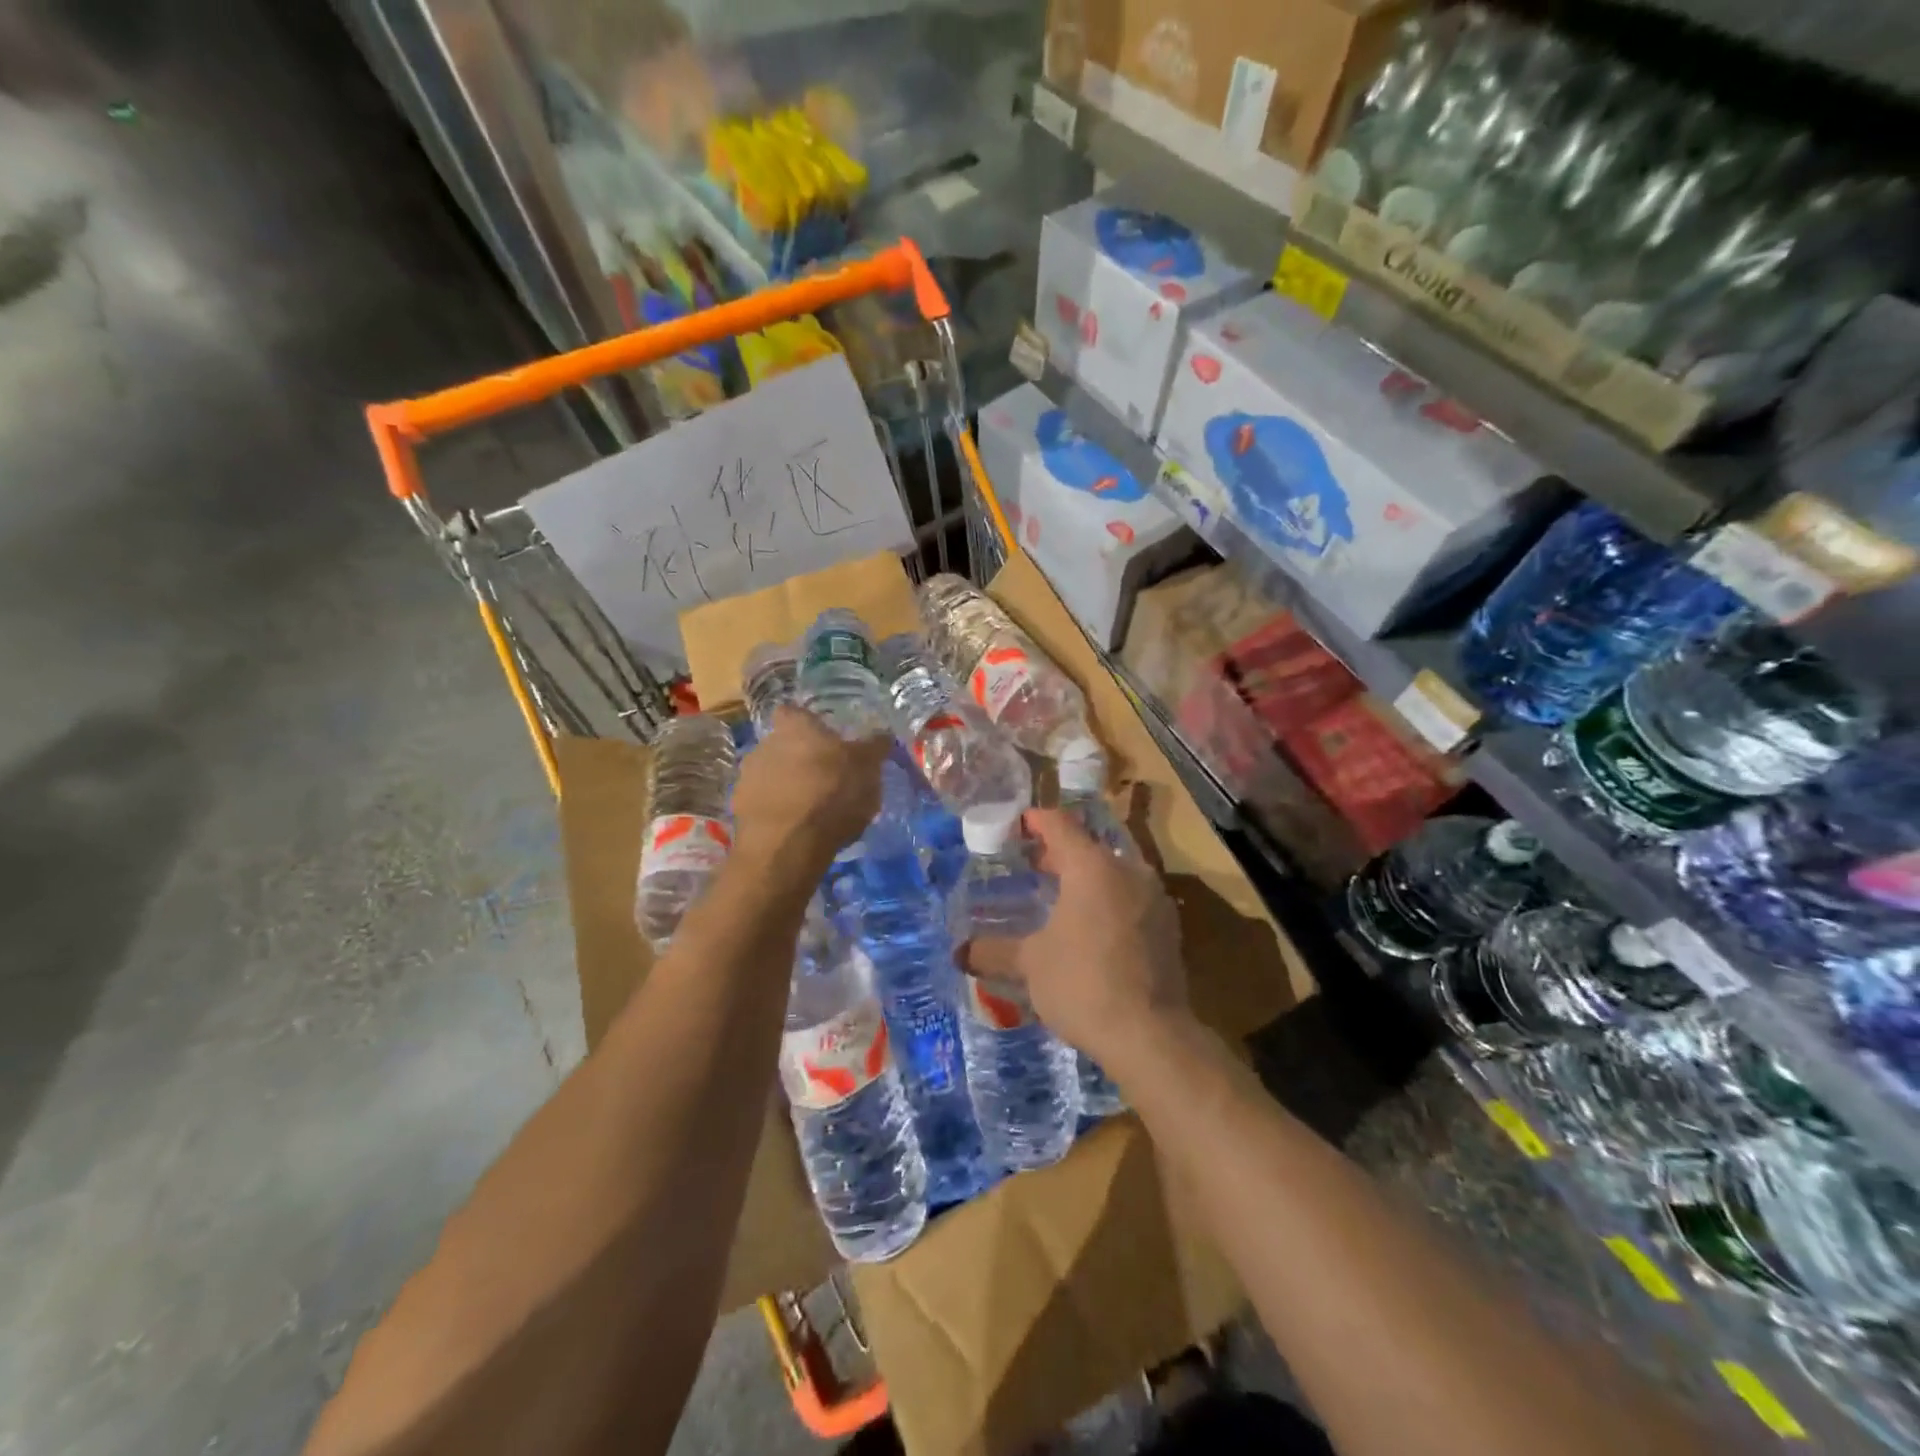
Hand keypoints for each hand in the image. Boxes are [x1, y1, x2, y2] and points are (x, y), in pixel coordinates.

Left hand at [732, 706, 887, 885]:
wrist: (788, 845)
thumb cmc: (832, 794)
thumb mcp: (868, 769)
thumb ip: (875, 747)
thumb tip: (883, 734)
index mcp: (795, 727)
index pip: (794, 712)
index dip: (808, 724)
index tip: (824, 738)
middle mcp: (764, 744)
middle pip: (782, 743)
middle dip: (800, 757)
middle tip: (825, 776)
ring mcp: (747, 777)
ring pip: (770, 773)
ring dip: (787, 784)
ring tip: (811, 807)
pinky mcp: (740, 809)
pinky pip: (762, 803)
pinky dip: (776, 810)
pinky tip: (795, 827)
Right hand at [961, 807, 1185, 1064]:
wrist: (1150, 1035)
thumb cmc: (1082, 984)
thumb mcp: (1030, 965)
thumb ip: (993, 951)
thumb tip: (959, 953)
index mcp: (1092, 866)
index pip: (1059, 824)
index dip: (1034, 821)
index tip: (1015, 827)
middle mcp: (1128, 870)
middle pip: (1088, 847)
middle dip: (1058, 854)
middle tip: (1030, 866)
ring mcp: (1154, 897)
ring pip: (1112, 872)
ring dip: (1084, 879)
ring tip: (1057, 898)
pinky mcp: (1168, 926)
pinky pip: (1130, 898)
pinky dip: (1107, 901)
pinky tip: (1090, 928)